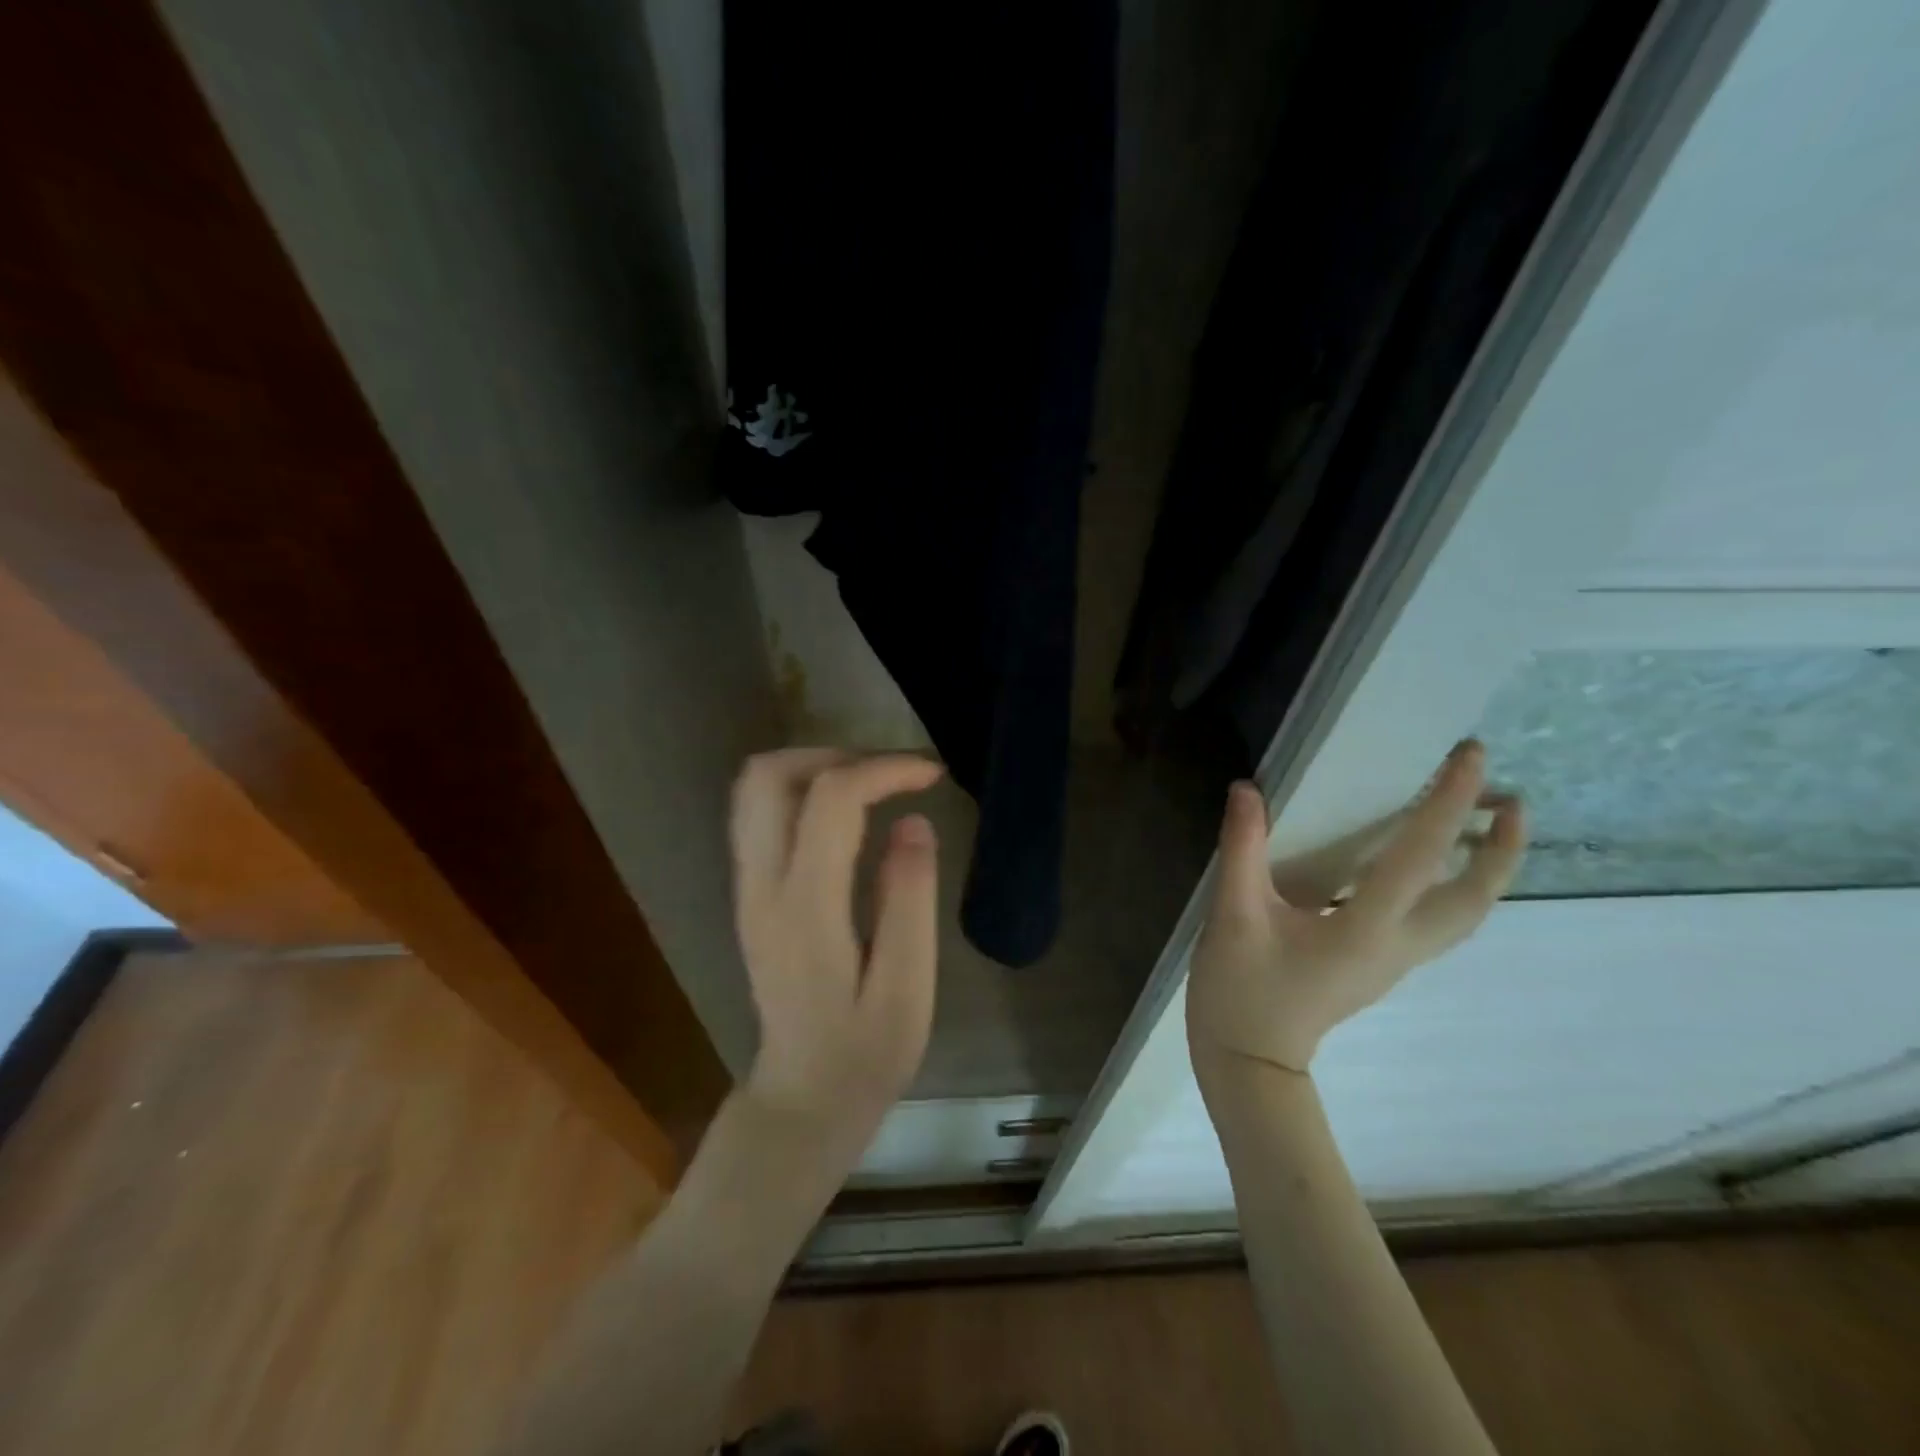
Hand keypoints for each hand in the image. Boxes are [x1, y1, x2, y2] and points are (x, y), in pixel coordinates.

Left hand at [729, 749, 944, 1146]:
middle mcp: (761, 886)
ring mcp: (747, 888)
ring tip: (870, 785)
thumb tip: (912, 821)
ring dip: (812, 767)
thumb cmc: (864, 1054)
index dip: (883, 770)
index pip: (831, 801)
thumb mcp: (907, 988)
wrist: (802, 1099)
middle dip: (833, 754)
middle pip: (767, 777)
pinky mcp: (749, 894)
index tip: (931, 774)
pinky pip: (759, 815)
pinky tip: (844, 815)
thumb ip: (910, 900)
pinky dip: (800, 791)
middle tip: (889, 774)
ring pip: (754, 790)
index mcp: (805, 908)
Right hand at [1188, 740, 1525, 1081]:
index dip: (1446, 802)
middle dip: (1503, 849)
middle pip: (1473, 899)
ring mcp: (1396, 961)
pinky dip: (1455, 887)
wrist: (1250, 1060)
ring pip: (1464, 915)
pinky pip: (1439, 921)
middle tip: (1510, 798)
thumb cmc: (1241, 989)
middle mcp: (1398, 945)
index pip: (1420, 857)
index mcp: (1365, 929)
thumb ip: (1243, 849)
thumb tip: (1248, 790)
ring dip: (1487, 870)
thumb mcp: (1232, 915)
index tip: (1470, 756)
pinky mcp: (1382, 965)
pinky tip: (1430, 867)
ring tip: (1487, 826)